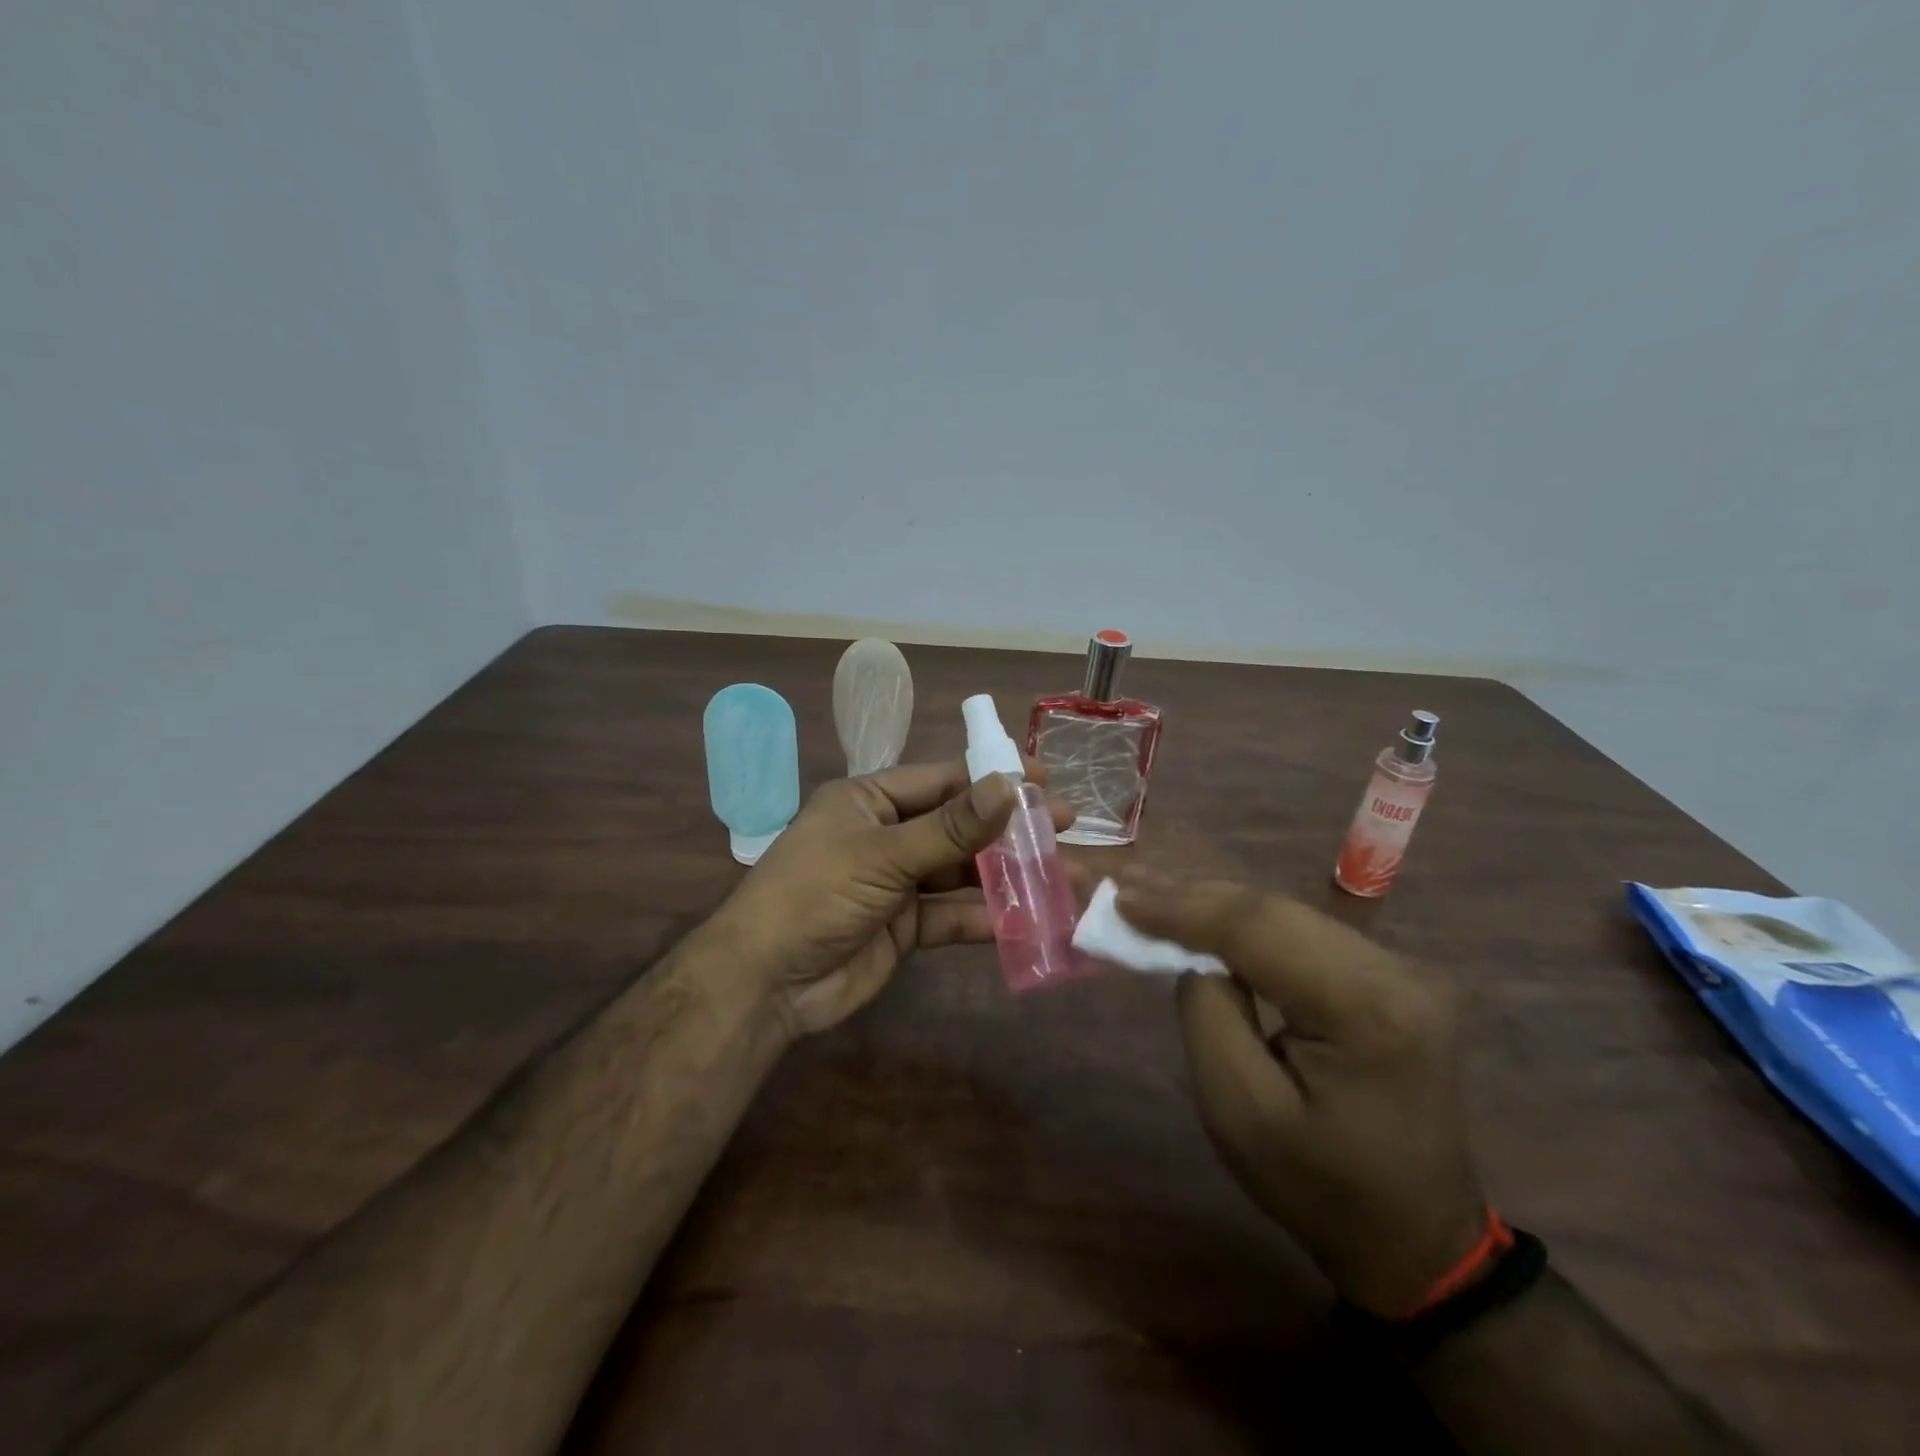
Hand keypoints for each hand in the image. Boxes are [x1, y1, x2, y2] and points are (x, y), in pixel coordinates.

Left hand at [708, 759, 1073, 1037]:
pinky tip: (1025, 921)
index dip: (991, 777)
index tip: (1042, 777)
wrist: (765, 983)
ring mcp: (896, 883)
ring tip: (1061, 876)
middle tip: (1064, 826)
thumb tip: (1009, 785)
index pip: (941, 779)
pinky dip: (984, 918)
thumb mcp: (882, 854)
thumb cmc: (815, 894)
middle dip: (1008, 828)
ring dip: (1006, 876)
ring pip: (961, 872)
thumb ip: (950, 827)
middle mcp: (886, 835)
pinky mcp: (904, 928)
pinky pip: (951, 916)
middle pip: (958, 825)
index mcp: (870, 800)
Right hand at [1118, 875, 1486, 1317]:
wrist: (1416, 1238)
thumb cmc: (1320, 1189)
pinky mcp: (1394, 975)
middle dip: (1193, 897)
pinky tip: (1207, 918)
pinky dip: (1246, 924)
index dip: (1183, 908)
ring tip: (1155, 896)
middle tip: (1128, 886)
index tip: (1122, 899)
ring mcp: (1403, 969)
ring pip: (1286, 912)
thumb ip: (1207, 1014)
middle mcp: (1397, 972)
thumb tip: (1195, 956)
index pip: (1258, 931)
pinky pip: (1303, 932)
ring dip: (1216, 905)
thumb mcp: (1240, 1112)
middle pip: (1273, 910)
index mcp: (1368, 1010)